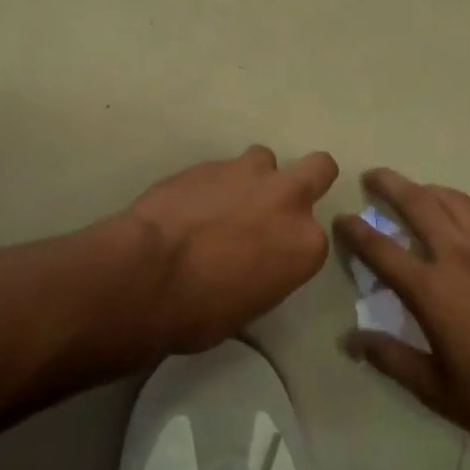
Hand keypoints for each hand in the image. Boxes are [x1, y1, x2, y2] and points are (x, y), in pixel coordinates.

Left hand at [119, 145, 337, 354]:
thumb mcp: (251, 305)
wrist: (150, 272)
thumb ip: (267, 270)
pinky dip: (212, 183)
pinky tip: (189, 204)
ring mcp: (248, 173)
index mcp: (305, 244)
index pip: (313, 236)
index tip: (273, 253)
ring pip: (264, 159)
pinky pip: (221, 167)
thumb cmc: (202, 310)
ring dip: (250, 177)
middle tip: (274, 202)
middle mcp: (287, 199)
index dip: (291, 243)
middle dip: (305, 179)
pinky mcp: (210, 161)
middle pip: (319, 168)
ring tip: (222, 201)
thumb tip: (251, 262)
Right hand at [334, 168, 469, 447]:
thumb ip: (392, 360)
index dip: (356, 231)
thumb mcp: (440, 392)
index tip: (340, 217)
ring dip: (427, 189)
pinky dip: (456, 207)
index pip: (382, 249)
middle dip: (390, 185)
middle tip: (371, 177)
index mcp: (434, 292)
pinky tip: (454, 223)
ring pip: (454, 202)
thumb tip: (352, 340)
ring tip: (413, 190)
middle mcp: (460, 259)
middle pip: (419, 204)